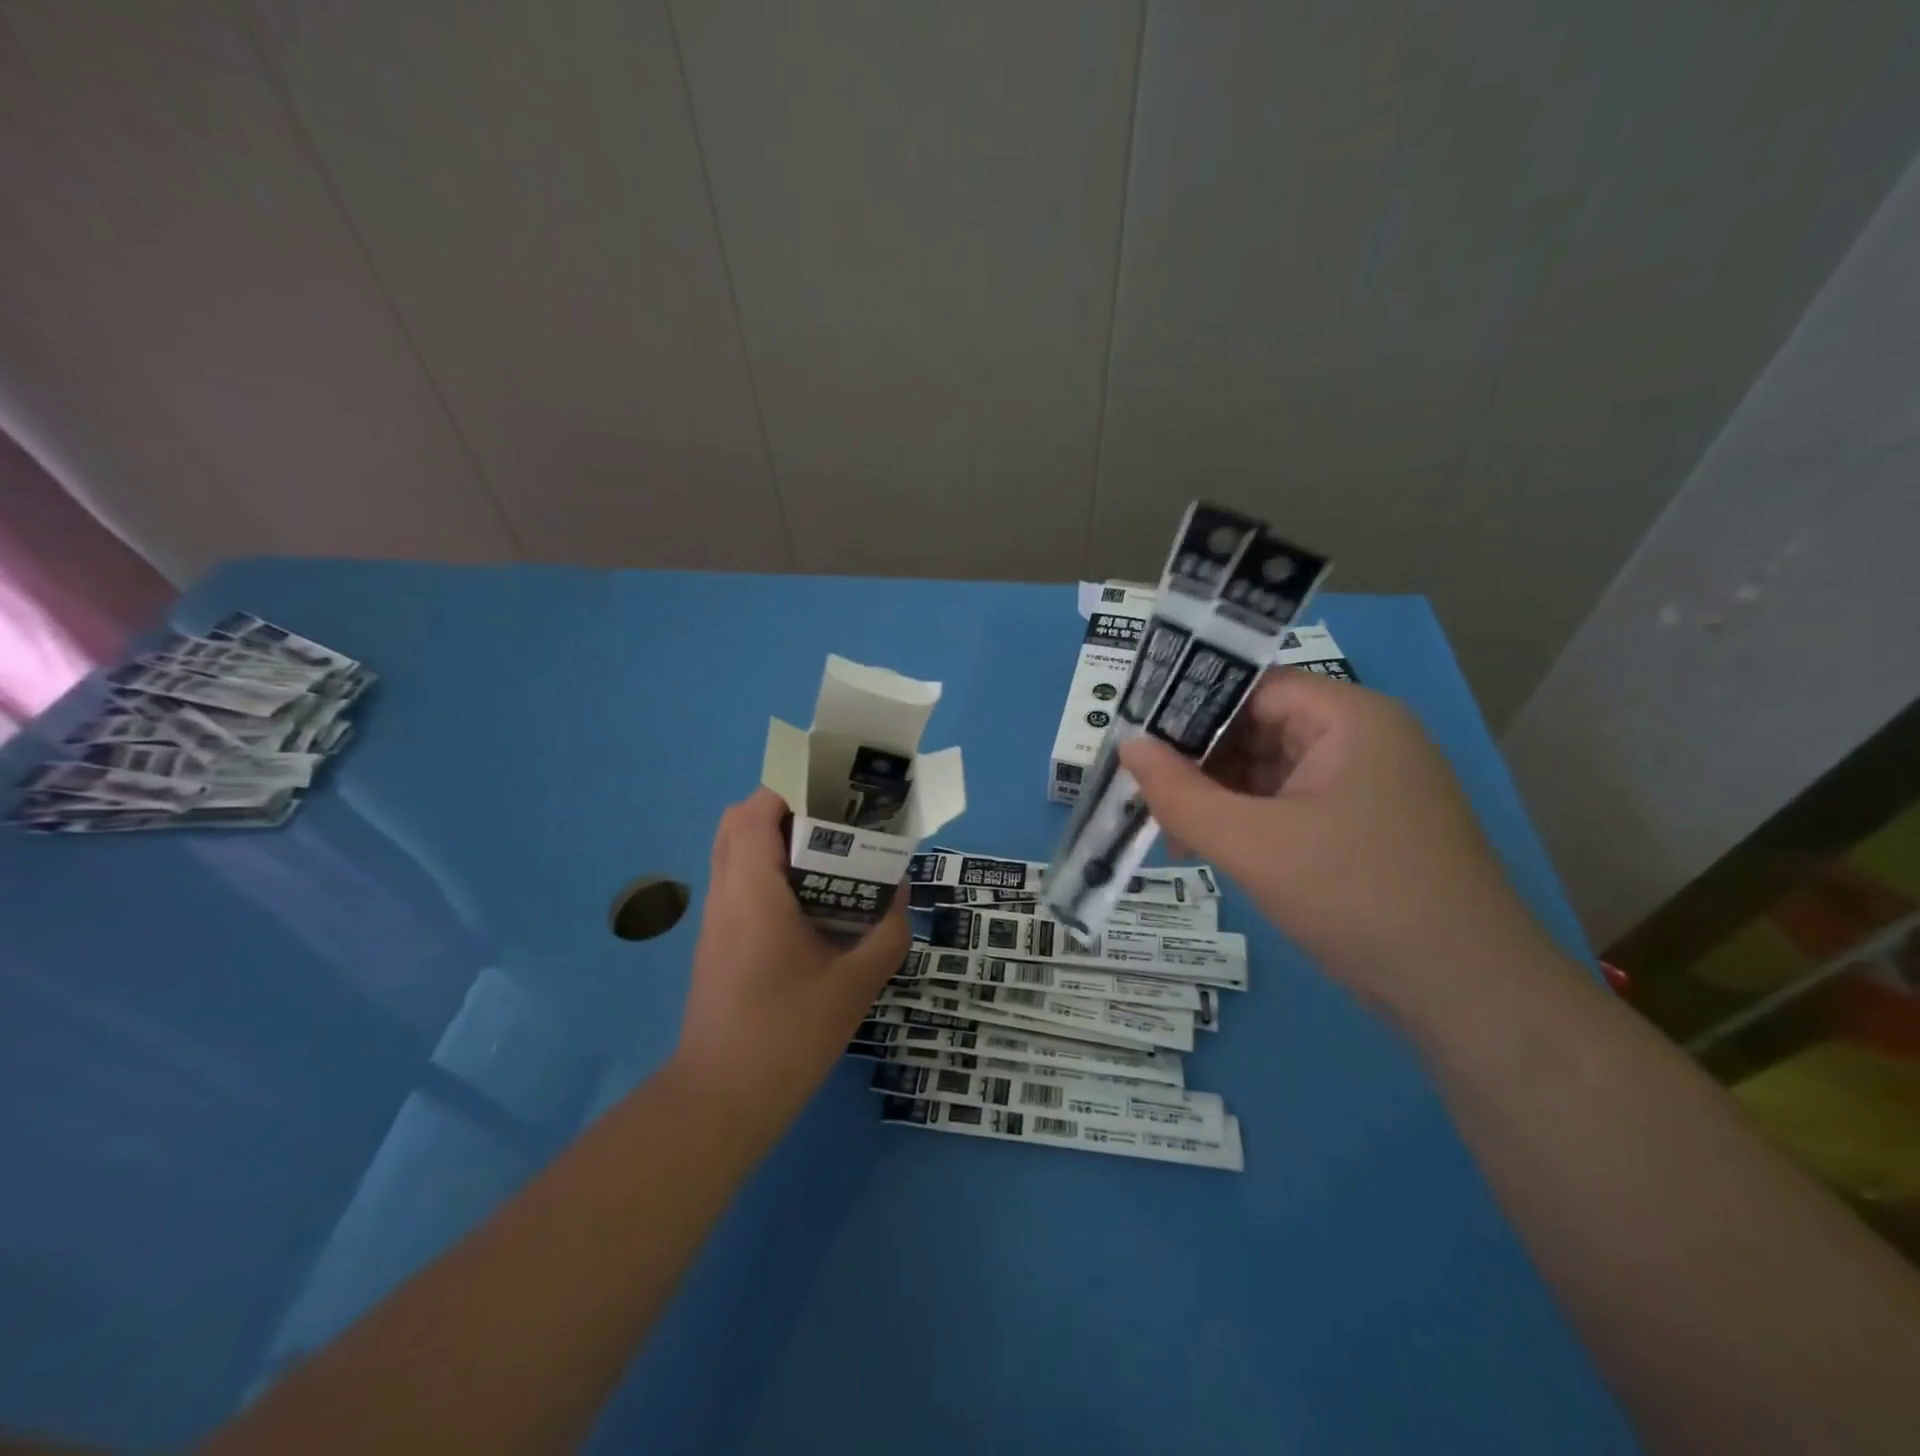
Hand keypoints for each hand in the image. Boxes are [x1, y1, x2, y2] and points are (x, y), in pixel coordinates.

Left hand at [670, 788, 910, 1136]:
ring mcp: (715, 921)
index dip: (789, 789)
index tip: (833, 793)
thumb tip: (900, 892)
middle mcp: (725, 896)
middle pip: (737, 823)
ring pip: (733, 852)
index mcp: (754, 895)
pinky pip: (737, 883)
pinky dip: (767, 870)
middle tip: (833, 821)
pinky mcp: (716, 943)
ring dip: (774, 839)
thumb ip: (886, 933)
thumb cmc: (788, 1037)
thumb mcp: (855, 985)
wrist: (721, 1101)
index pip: (754, 813)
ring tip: (827, 855)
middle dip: (783, 808)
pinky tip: (809, 902)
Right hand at [1117, 671, 1554, 1014]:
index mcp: (1348, 718)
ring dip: (1217, 798)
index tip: (1135, 738)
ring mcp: (1365, 786)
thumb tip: (1126, 745)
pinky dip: (1245, 823)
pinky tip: (1206, 850)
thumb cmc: (1358, 898)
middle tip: (1142, 794)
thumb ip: (1180, 794)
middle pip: (1257, 728)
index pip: (1252, 687)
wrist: (1471, 999)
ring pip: (1268, 772)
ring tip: (1168, 831)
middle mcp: (1361, 739)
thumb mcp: (1254, 845)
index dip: (1189, 708)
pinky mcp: (1362, 828)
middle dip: (1198, 763)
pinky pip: (1287, 807)